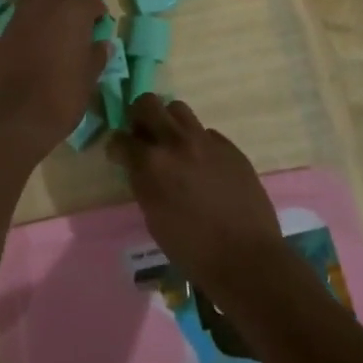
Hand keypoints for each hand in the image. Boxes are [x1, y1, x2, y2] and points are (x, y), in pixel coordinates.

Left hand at [0, 0, 108, 155]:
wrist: (14, 118)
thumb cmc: (61, 97)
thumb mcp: (88, 80)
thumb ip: (96, 57)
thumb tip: (102, 44)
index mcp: (72, 14)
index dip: (97, 10)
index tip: (100, 23)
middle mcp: (44, 7)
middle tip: (73, 15)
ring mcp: (18, 19)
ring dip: (42, 4)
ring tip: (51, 27)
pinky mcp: (0, 36)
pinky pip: (17, 20)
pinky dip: (27, 25)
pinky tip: (33, 47)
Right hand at [112, 95, 285, 301]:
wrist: (246, 258)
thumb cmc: (192, 249)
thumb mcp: (153, 217)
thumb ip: (144, 183)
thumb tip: (140, 168)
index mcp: (151, 164)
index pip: (120, 139)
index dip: (116, 147)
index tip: (119, 155)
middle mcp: (175, 142)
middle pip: (147, 104)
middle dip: (138, 117)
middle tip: (143, 137)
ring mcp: (205, 141)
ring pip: (178, 109)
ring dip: (169, 122)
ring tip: (173, 145)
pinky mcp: (230, 146)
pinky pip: (206, 133)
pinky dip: (198, 143)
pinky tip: (204, 166)